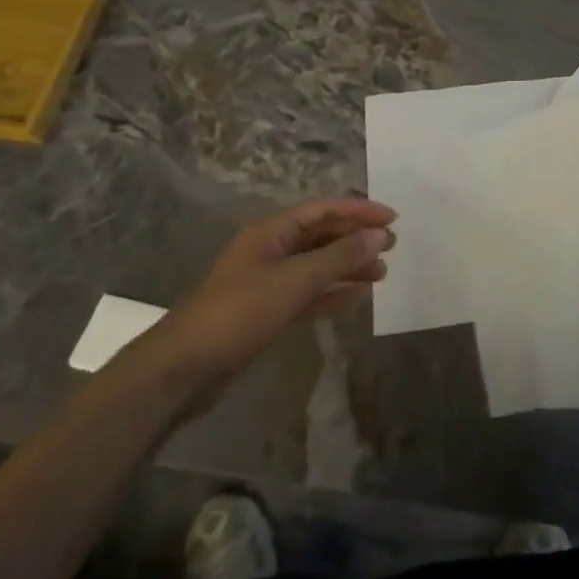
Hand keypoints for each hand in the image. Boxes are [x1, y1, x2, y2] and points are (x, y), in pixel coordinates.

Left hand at [123, 197, 395, 415]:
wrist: (185, 369)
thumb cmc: (240, 312)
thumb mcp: (296, 280)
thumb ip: (340, 256)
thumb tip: (379, 235)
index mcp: (272, 231)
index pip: (324, 210)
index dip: (360, 211)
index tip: (393, 220)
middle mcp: (270, 249)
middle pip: (321, 235)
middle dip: (356, 239)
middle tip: (391, 248)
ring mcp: (267, 282)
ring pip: (317, 266)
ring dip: (348, 267)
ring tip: (380, 274)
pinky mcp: (267, 311)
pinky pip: (308, 294)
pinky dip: (333, 294)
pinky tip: (357, 298)